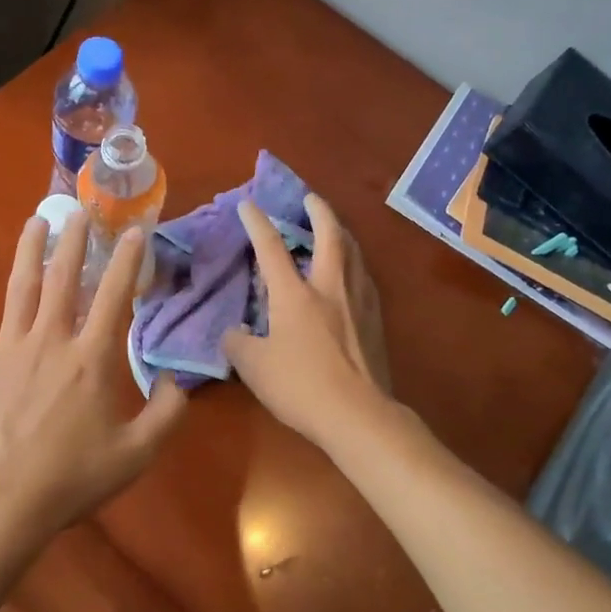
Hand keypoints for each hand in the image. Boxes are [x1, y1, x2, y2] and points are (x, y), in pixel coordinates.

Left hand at [0, 211, 186, 547]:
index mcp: (91, 358)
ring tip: (38, 220)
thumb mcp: (136, 455)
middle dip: (75, 241)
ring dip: (30, 249)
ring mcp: (8, 347)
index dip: (128, 260)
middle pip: (64, 278)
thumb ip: (167, 414)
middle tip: (81, 211)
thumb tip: (176, 380)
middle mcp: (51, 340)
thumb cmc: (70, 479)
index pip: (115, 296)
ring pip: (21, 286)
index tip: (135, 231)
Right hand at [223, 194, 400, 454]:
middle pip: (329, 234)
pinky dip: (354, 261)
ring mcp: (358, 300)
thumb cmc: (301, 387)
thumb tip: (235, 332)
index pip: (271, 248)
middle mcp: (329, 286)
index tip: (248, 203)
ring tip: (334, 227)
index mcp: (295, 294)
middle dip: (319, 210)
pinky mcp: (376, 318)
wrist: (358, 414)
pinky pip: (364, 275)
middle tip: (310, 197)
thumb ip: (238, 344)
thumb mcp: (254, 368)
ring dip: (341, 232)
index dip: (257, 222)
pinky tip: (352, 271)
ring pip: (353, 251)